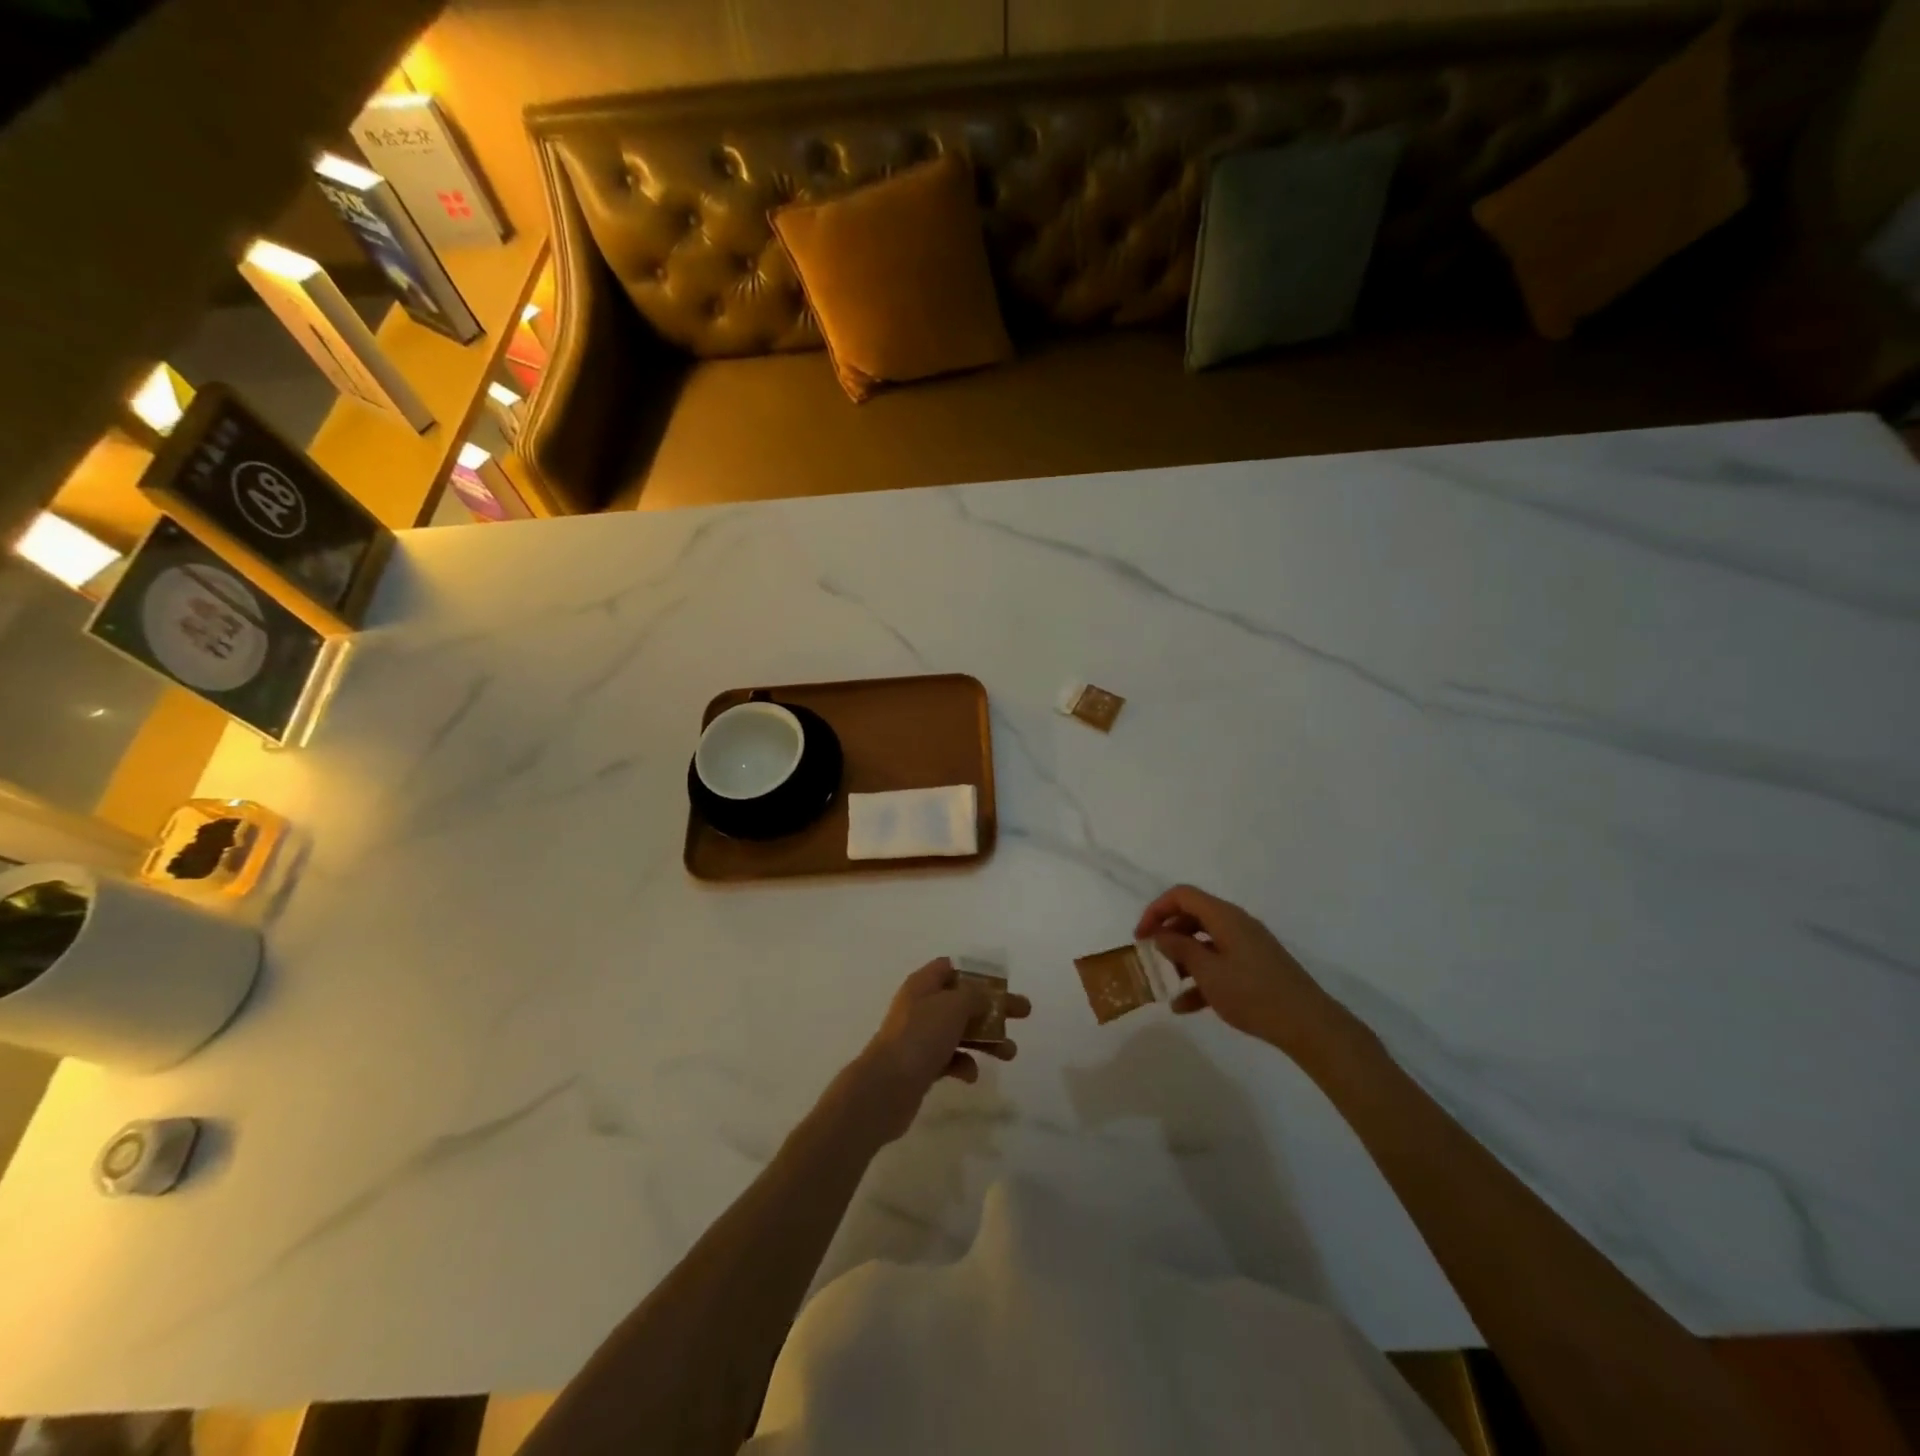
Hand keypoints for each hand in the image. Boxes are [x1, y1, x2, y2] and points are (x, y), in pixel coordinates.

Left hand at [836, 959, 1029, 1144]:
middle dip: (994, 1008)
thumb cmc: (920, 1037)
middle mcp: (921, 1007)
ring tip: (1010, 1053)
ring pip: (960, 1032)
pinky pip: (950, 1060)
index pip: (951, 968)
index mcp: (923, 984)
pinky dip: (964, 1065)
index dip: (977, 973)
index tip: (1002, 984)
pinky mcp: (921, 1066)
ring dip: (986, 1040)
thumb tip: (983, 996)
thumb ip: (974, 996)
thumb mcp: (953, 1006)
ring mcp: (920, 1037)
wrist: (885, 1088)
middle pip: (963, 1001)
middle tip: (1024, 1013)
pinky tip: (970, 1075)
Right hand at [1134, 885, 1351, 1060]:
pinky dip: (1201, 978)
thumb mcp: (1207, 971)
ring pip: (1205, 941)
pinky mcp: (1256, 967)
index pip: (1182, 895)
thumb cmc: (1252, 993)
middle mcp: (1236, 924)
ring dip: (1183, 959)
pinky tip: (1185, 1006)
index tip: (1141, 937)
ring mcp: (1248, 946)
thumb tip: (1161, 934)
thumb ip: (1180, 948)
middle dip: (1168, 935)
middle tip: (1151, 957)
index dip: (1156, 910)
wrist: (1307, 1024)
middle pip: (1192, 916)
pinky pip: (1220, 963)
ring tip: (1167, 984)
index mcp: (1224, 916)